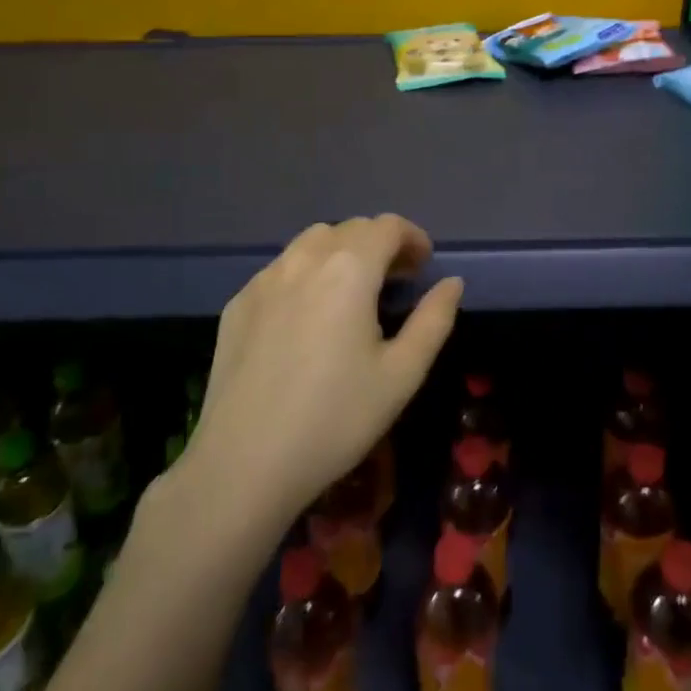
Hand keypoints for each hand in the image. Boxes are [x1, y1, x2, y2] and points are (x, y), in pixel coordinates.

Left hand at [183, 215, 462, 531]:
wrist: (243, 463)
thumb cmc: (335, 418)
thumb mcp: (401, 374)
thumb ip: (434, 320)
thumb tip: (452, 283)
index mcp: (349, 269)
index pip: (387, 226)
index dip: (412, 238)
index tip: (423, 265)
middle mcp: (304, 260)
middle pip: (350, 229)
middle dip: (379, 244)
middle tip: (396, 280)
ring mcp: (264, 279)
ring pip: (311, 243)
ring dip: (341, 253)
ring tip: (353, 292)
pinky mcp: (238, 303)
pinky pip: (281, 270)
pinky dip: (306, 274)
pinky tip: (308, 317)